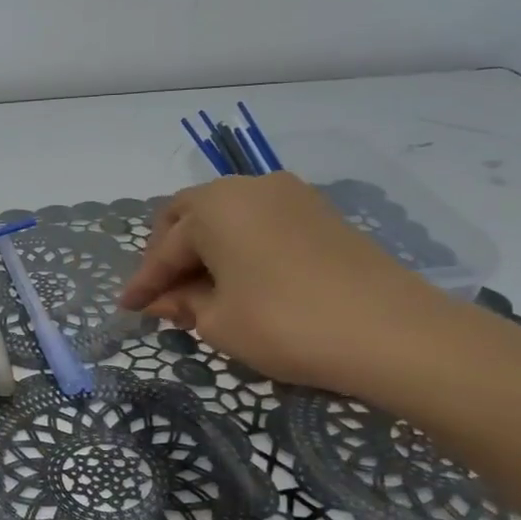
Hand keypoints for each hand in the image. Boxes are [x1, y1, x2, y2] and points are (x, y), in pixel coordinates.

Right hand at [118, 174, 457, 393]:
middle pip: (190, 216)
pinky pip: (259, 224)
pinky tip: (240, 282)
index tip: (128, 308)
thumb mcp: (218, 321)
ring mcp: (290, 196)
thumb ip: (182, 304)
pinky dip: (239, 248)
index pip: (165, 248)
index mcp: (214, 206)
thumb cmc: (284, 323)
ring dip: (205, 250)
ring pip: (227, 218)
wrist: (392, 332)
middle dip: (169, 253)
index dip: (144, 283)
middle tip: (164, 293)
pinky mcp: (320, 214)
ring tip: (201, 293)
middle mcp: (248, 187)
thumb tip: (164, 300)